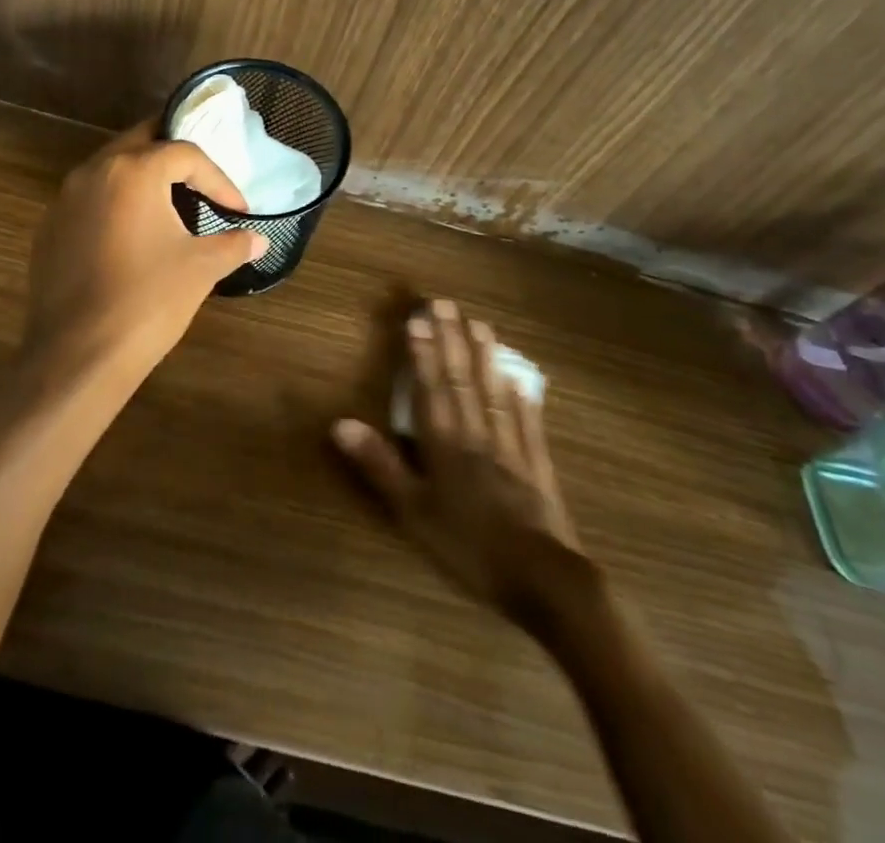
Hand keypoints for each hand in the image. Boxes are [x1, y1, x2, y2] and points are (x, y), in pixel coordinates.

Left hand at [24, 119, 265, 378]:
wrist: (79, 354)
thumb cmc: (148, 300)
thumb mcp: (200, 268)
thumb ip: (232, 244)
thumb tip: (259, 240)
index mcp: (133, 171)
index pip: (185, 154)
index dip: (218, 179)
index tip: (238, 209)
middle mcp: (93, 172)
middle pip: (140, 142)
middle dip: (174, 157)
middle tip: (202, 178)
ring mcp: (64, 199)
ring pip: (109, 168)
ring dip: (141, 177)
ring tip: (169, 202)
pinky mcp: (49, 228)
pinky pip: (87, 199)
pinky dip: (114, 203)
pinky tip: (130, 235)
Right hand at [332, 299, 587, 613]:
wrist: (543, 580)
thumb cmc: (469, 546)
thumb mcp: (413, 512)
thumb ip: (379, 465)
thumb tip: (341, 423)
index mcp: (445, 444)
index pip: (431, 388)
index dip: (423, 352)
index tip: (419, 318)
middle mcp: (477, 435)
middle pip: (462, 380)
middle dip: (452, 340)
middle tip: (446, 304)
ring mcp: (511, 448)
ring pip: (494, 394)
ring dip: (486, 358)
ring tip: (481, 325)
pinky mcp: (537, 467)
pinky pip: (528, 425)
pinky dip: (523, 401)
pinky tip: (522, 382)